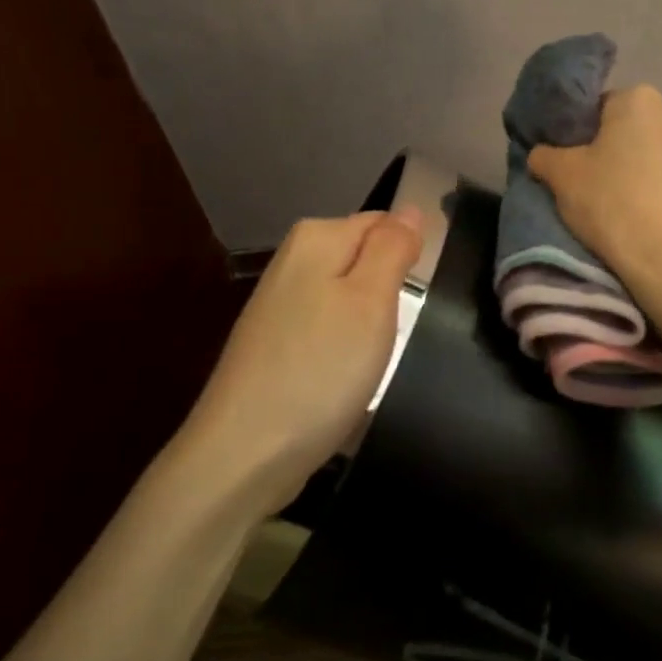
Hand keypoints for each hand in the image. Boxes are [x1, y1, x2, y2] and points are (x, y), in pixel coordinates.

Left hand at [178, 207, 423, 513]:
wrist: (246, 453)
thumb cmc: (320, 370)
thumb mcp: (371, 301)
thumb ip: (392, 248)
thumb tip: (410, 208)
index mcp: (316, 239)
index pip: (385, 223)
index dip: (408, 259)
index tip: (415, 300)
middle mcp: (292, 263)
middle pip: (365, 260)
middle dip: (389, 292)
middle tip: (395, 332)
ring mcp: (280, 306)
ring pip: (350, 298)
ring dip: (370, 326)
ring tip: (373, 361)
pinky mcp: (276, 346)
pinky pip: (330, 331)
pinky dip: (346, 352)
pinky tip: (347, 379)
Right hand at [528, 85, 661, 298]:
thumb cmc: (613, 207)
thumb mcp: (561, 179)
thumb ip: (546, 157)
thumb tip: (542, 154)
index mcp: (641, 103)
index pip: (604, 107)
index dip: (585, 136)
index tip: (576, 165)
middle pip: (641, 134)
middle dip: (624, 155)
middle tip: (602, 190)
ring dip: (656, 179)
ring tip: (637, 216)